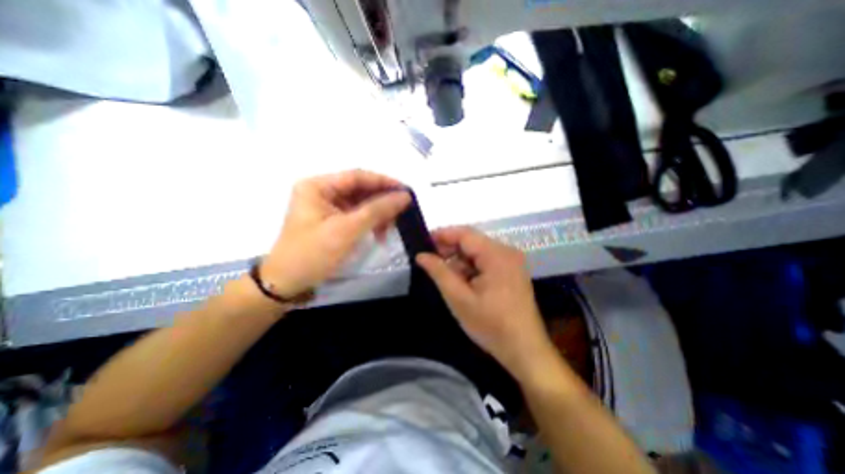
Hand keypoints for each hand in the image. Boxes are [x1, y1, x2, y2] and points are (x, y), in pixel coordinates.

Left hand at [263, 168, 410, 295]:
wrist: (288, 283)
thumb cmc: (313, 253)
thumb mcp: (347, 230)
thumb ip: (377, 210)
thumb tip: (405, 196)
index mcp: (318, 186)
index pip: (357, 176)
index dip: (384, 182)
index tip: (406, 191)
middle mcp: (322, 191)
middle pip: (360, 190)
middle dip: (382, 202)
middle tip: (402, 212)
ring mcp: (327, 207)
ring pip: (361, 203)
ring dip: (378, 215)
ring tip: (391, 228)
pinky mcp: (332, 220)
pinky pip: (357, 216)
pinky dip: (371, 223)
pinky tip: (380, 233)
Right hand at [417, 228, 555, 379]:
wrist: (525, 351)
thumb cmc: (492, 326)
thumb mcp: (459, 299)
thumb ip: (439, 273)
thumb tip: (421, 255)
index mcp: (497, 255)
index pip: (465, 234)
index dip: (442, 235)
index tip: (423, 242)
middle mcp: (507, 252)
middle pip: (472, 242)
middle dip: (450, 250)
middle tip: (430, 262)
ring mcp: (511, 261)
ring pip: (477, 253)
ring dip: (460, 262)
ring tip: (446, 278)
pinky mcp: (512, 271)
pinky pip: (486, 262)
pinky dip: (471, 269)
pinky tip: (462, 283)